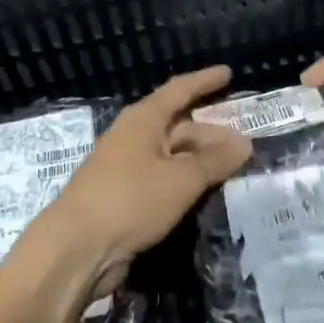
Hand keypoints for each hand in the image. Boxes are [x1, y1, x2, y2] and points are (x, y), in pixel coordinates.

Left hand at [44, 66, 252, 277]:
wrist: (77, 249)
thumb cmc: (130, 200)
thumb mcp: (181, 179)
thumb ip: (215, 161)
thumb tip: (245, 143)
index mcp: (142, 120)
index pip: (179, 90)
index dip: (204, 81)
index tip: (229, 73)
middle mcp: (134, 138)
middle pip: (179, 126)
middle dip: (212, 132)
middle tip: (245, 143)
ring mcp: (128, 169)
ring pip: (173, 155)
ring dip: (202, 160)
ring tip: (234, 169)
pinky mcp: (127, 198)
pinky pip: (165, 180)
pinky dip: (187, 182)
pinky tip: (207, 192)